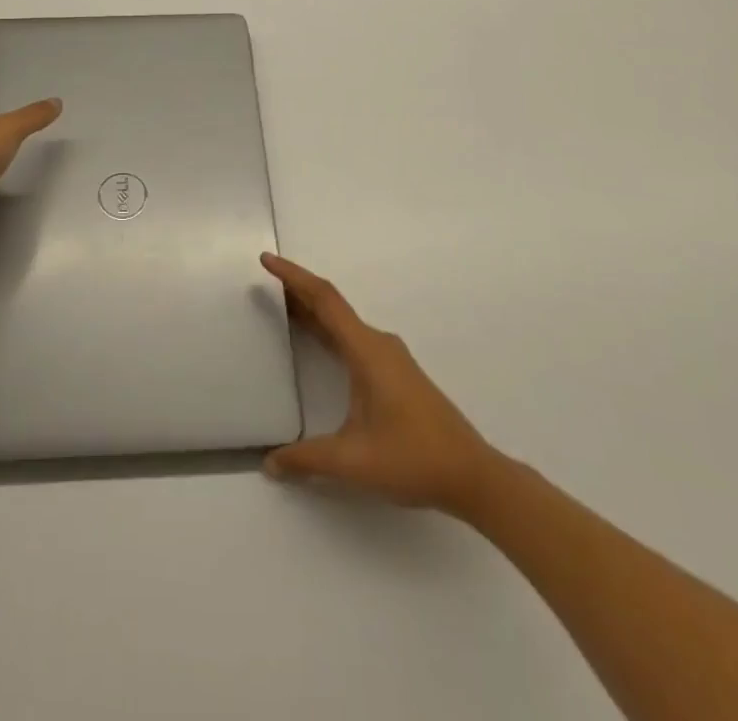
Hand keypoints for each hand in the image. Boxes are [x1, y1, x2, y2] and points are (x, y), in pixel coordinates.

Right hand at [261, 252, 497, 516]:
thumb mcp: (352, 462)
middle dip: (296, 290)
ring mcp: (389, 358)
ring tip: (281, 308)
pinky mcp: (395, 373)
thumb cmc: (413, 459)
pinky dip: (328, 330)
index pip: (324, 299)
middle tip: (264, 283)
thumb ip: (306, 460)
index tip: (266, 260)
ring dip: (312, 311)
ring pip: (343, 323)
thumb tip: (269, 464)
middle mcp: (377, 344)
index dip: (292, 276)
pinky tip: (317, 343)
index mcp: (366, 350)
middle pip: (331, 305)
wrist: (473, 476)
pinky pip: (352, 338)